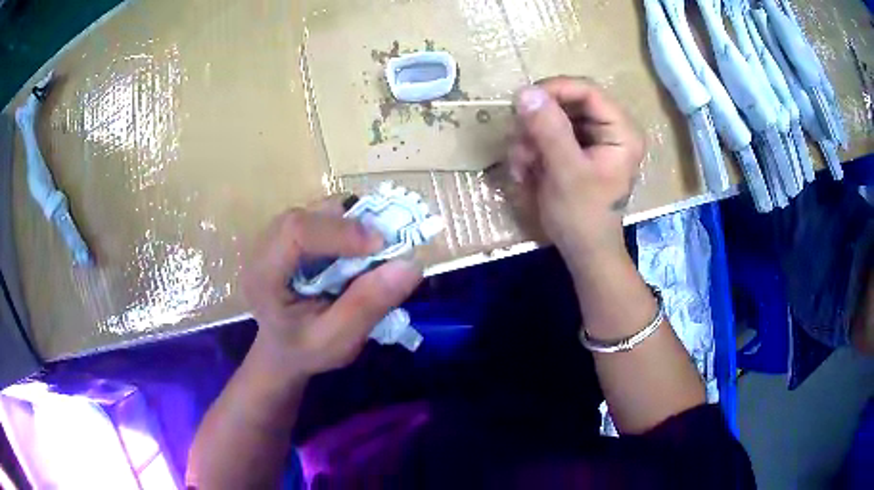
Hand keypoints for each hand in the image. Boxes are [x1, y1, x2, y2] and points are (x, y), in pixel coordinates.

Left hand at [241, 197, 422, 377]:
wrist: (284, 350)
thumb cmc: (306, 350)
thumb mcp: (338, 341)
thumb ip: (368, 305)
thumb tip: (411, 263)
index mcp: (263, 275)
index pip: (294, 231)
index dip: (340, 231)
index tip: (381, 247)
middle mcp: (264, 246)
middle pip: (308, 214)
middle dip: (351, 225)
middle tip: (384, 248)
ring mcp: (277, 236)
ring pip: (318, 210)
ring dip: (353, 224)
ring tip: (374, 251)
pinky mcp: (293, 233)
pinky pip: (324, 215)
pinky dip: (350, 226)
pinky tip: (359, 251)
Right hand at [507, 76, 645, 259]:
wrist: (584, 252)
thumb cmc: (583, 217)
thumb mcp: (566, 173)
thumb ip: (549, 130)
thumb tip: (525, 91)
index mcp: (621, 131)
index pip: (587, 90)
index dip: (553, 89)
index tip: (521, 102)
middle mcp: (609, 129)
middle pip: (567, 102)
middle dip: (537, 121)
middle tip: (519, 144)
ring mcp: (592, 139)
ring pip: (552, 117)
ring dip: (530, 138)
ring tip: (522, 166)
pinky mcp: (576, 149)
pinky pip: (547, 134)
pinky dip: (532, 149)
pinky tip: (526, 171)